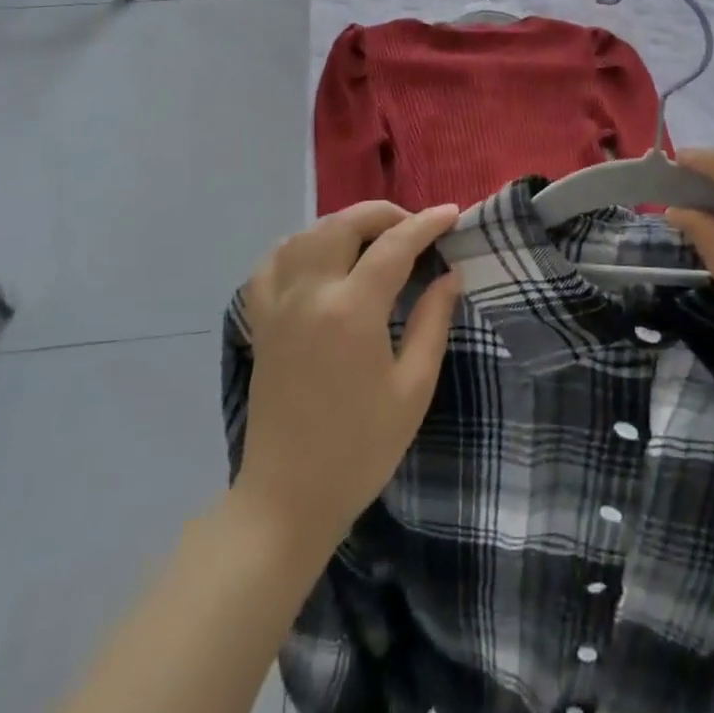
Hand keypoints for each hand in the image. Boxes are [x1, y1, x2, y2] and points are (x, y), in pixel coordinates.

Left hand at [235, 201, 462, 551]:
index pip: (394, 245)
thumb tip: (449, 274)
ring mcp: (278, 305)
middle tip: (415, 228)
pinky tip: (319, 257)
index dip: (426, 224)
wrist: (287, 499)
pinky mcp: (261, 321)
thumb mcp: (412, 389)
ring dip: (344, 224)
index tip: (452, 214)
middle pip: (344, 224)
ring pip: (307, 234)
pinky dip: (299, 246)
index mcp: (352, 311)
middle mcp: (310, 294)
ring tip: (373, 239)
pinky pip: (273, 263)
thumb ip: (432, 322)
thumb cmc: (360, 449)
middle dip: (384, 214)